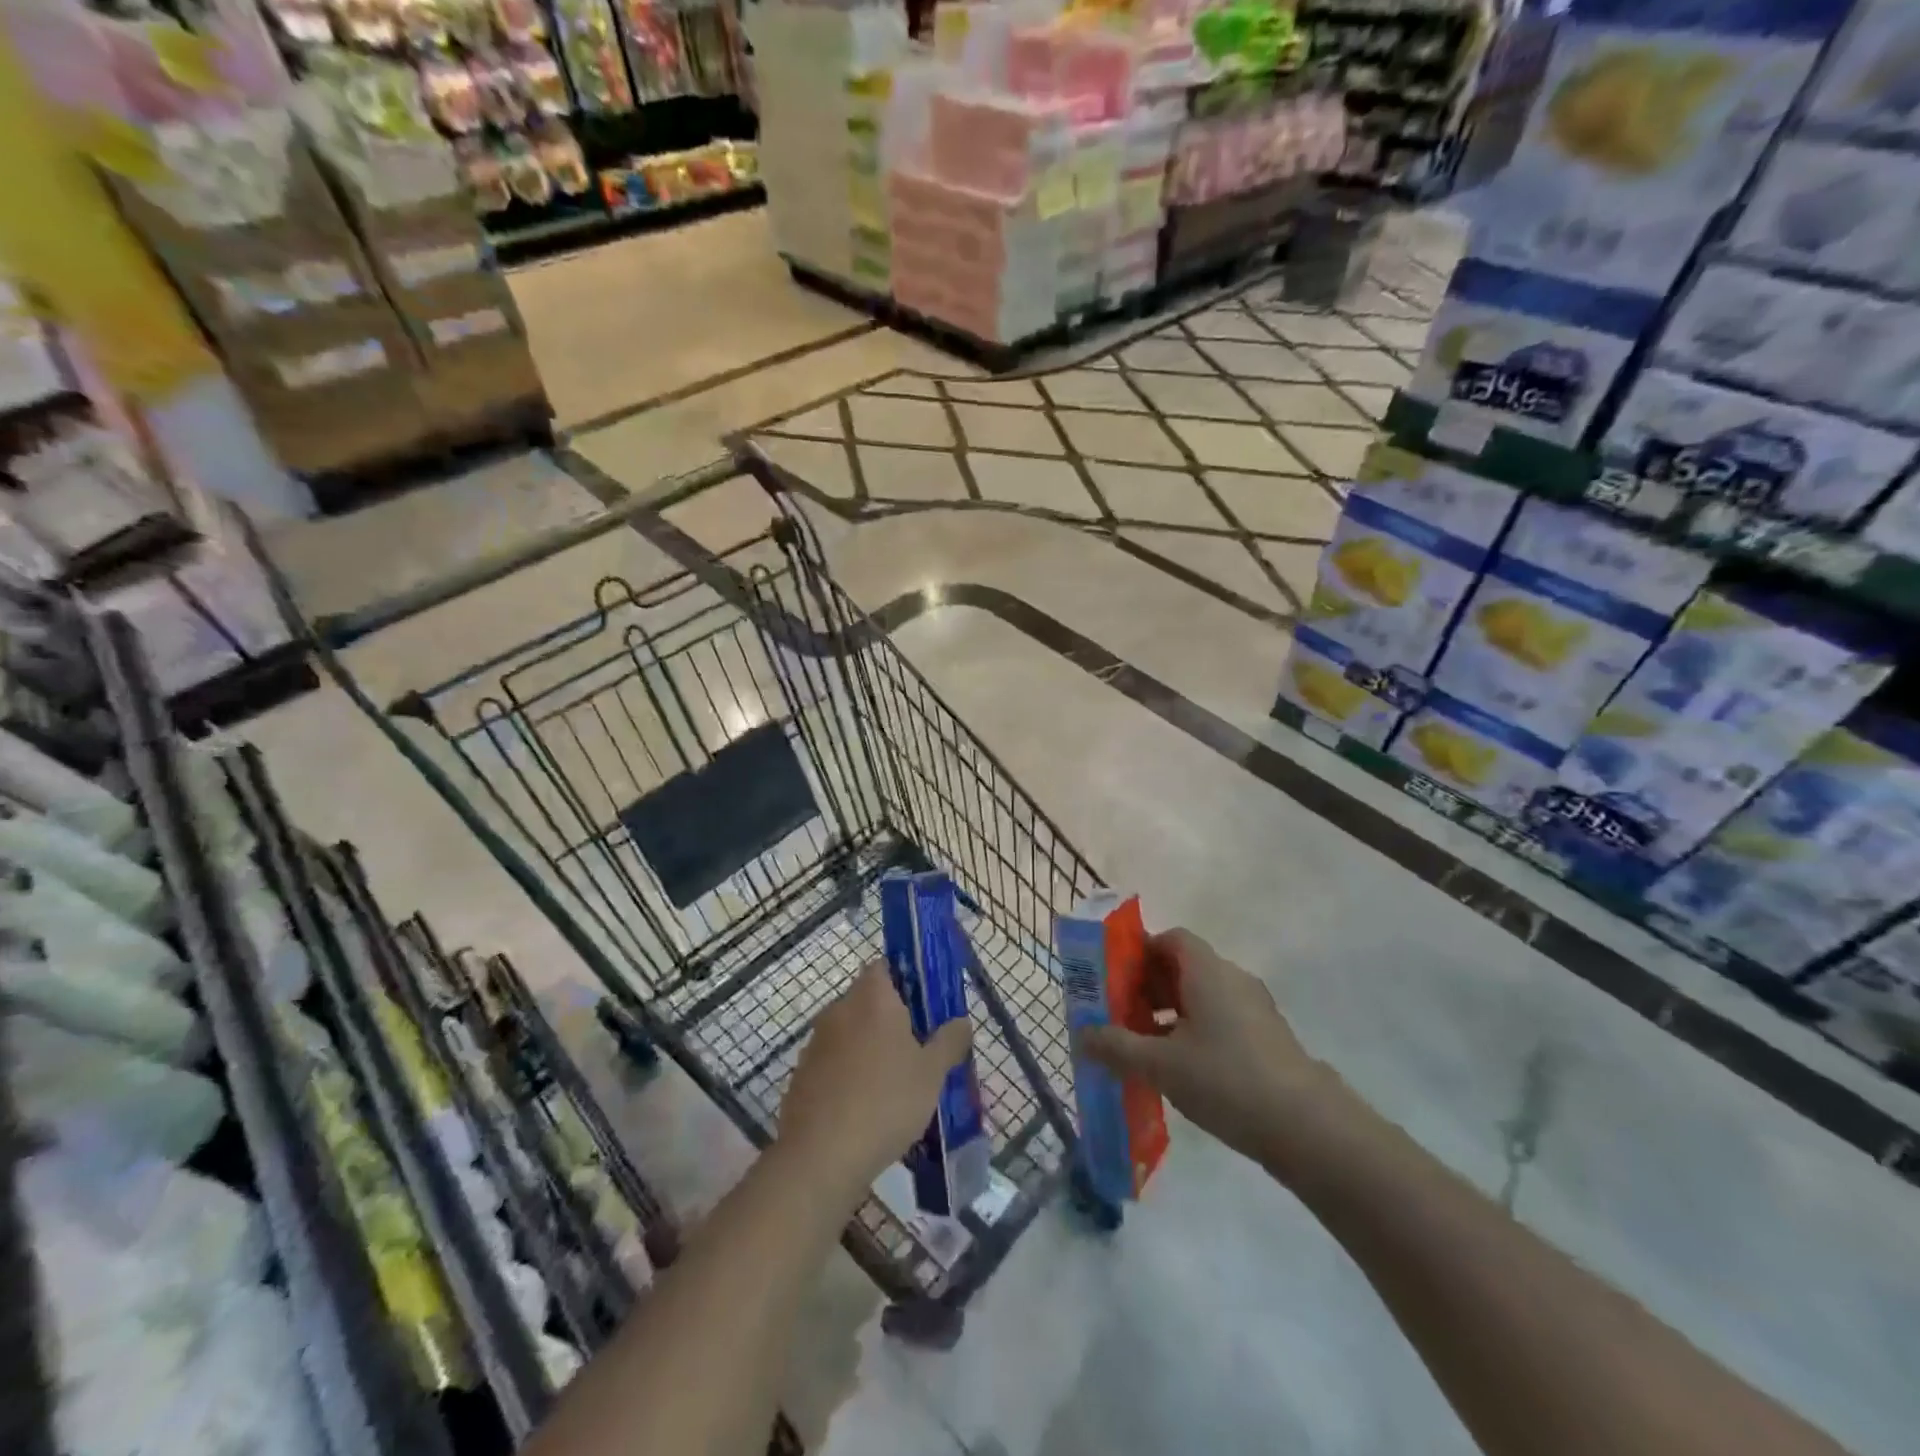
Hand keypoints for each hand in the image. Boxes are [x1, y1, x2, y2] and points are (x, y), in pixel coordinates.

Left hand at [776, 962, 971, 1198]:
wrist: (820, 1156)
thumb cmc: (885, 1101)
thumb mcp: (932, 1073)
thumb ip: (950, 1041)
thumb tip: (961, 1021)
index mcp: (872, 998)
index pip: (885, 966)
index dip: (906, 980)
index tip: (926, 1006)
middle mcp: (839, 1009)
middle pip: (869, 1000)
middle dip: (892, 1019)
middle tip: (919, 1048)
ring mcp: (816, 1042)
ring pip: (851, 1033)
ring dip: (870, 1048)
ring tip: (896, 1083)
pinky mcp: (802, 1074)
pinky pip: (834, 1062)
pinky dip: (850, 1074)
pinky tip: (866, 1107)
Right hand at [1079, 928, 1336, 1164]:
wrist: (1308, 1128)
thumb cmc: (1226, 1079)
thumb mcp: (1161, 1065)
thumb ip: (1117, 1047)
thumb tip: (1083, 1035)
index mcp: (1208, 971)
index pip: (1171, 939)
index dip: (1141, 951)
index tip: (1115, 977)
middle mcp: (1233, 980)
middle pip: (1185, 966)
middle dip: (1149, 986)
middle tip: (1121, 1014)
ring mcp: (1255, 1010)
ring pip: (1203, 996)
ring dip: (1170, 1013)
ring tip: (1144, 1047)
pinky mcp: (1267, 1039)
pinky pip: (1221, 1020)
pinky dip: (1195, 1032)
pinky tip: (1180, 1069)